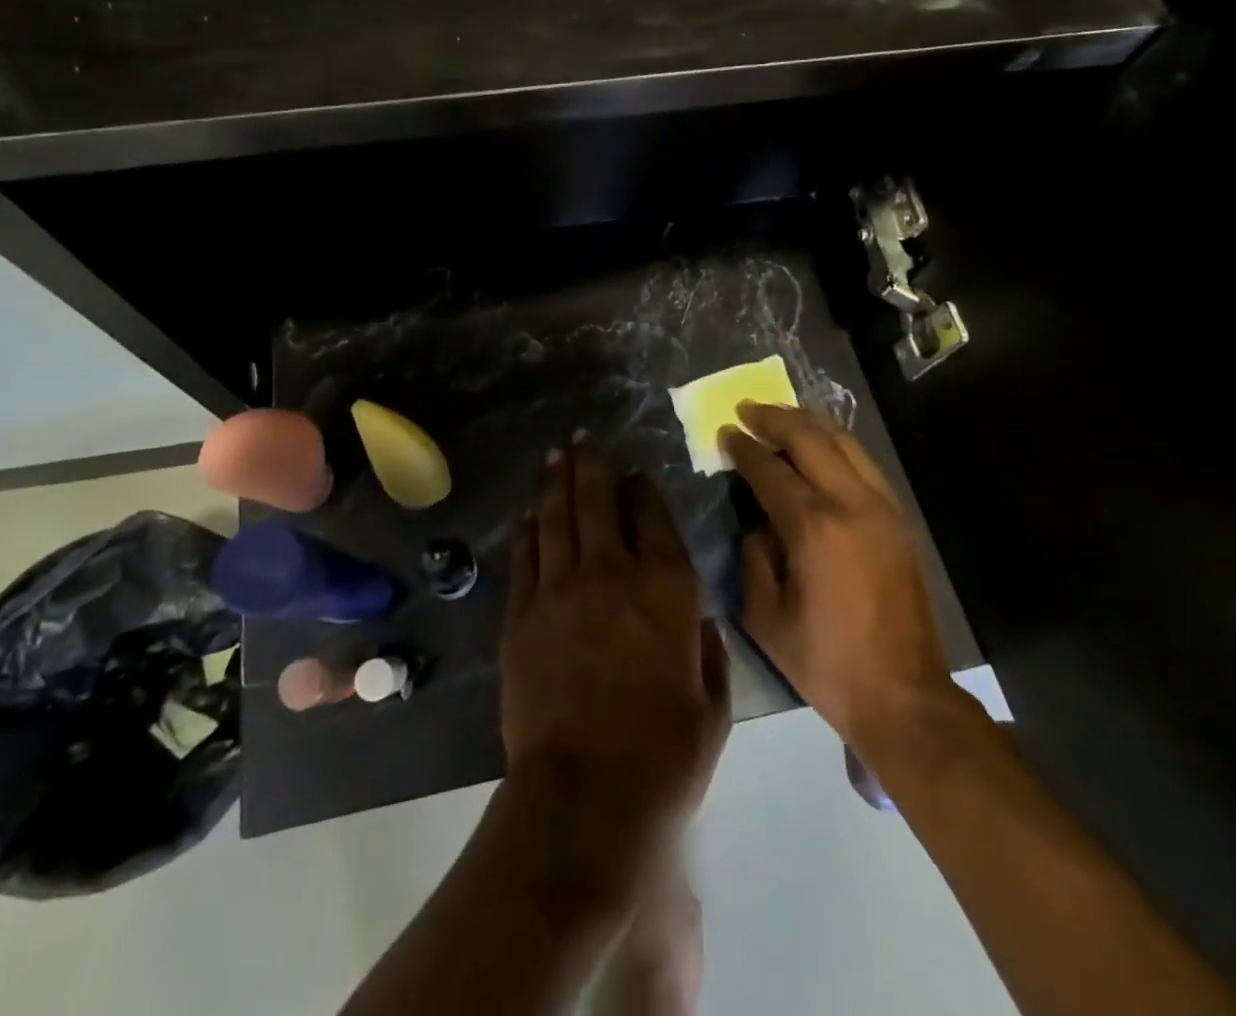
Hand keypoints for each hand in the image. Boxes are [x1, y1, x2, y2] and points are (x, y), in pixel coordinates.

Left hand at [502, 436, 729, 849]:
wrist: (586, 796)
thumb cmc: (664, 756)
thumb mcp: (713, 707)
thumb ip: (709, 653)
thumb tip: (698, 623)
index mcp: (667, 588)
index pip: (653, 516)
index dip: (643, 489)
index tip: (635, 474)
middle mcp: (612, 572)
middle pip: (598, 500)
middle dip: (592, 464)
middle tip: (583, 438)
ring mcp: (560, 589)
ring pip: (557, 517)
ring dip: (556, 482)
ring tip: (556, 455)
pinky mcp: (522, 614)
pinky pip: (525, 557)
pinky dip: (528, 530)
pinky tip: (528, 513)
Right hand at [722, 403, 956, 751]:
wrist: (904, 695)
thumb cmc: (825, 662)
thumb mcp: (765, 616)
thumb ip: (754, 556)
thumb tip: (759, 522)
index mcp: (813, 528)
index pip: (770, 469)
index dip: (743, 448)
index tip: (725, 431)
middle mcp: (851, 504)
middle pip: (810, 438)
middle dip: (774, 418)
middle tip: (747, 409)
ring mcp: (882, 508)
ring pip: (844, 442)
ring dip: (808, 423)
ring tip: (780, 416)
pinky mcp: (899, 519)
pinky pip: (864, 463)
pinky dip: (836, 444)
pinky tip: (819, 446)